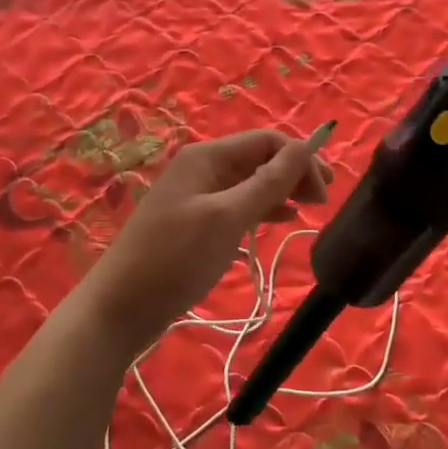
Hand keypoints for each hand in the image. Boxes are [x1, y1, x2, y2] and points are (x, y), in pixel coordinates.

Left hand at [82, 129, 330, 355]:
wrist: (120, 307)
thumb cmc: (176, 258)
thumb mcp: (227, 218)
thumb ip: (269, 182)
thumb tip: (306, 146)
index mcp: (207, 156)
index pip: (267, 141)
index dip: (300, 158)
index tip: (327, 191)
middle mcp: (202, 167)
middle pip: (259, 158)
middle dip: (293, 173)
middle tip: (323, 202)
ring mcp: (196, 194)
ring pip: (250, 181)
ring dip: (281, 190)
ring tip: (309, 210)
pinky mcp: (194, 221)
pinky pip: (237, 203)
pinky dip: (261, 208)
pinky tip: (279, 219)